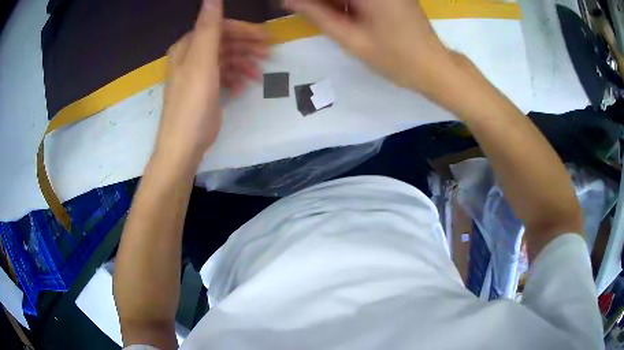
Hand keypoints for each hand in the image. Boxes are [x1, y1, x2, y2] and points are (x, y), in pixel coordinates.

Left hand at [155, 0, 266, 170]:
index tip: (266, 37)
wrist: (183, 145)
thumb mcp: (202, 62)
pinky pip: (222, 76)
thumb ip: (208, 27)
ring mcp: (196, 74)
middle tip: (269, 54)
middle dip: (246, 47)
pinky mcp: (203, 90)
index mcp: (187, 47)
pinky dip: (234, 78)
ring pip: (225, 59)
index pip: (218, 27)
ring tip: (258, 75)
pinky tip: (243, 87)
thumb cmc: (192, 103)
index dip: (243, 30)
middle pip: (223, 42)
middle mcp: (189, 57)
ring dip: (243, 63)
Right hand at [284, 0, 456, 94]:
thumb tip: (289, 1)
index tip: (290, 6)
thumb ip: (319, 16)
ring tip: (329, 21)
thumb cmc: (395, 58)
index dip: (308, 0)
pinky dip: (347, 4)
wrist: (434, 67)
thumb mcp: (352, 39)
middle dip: (321, 3)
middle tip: (302, 11)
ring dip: (332, 4)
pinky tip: (343, 17)